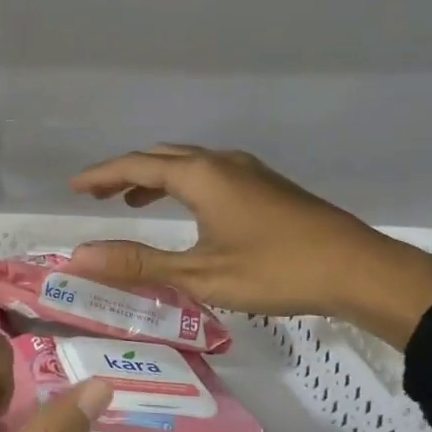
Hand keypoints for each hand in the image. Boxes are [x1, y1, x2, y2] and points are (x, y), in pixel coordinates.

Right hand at [66, 144, 431, 348]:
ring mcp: (248, 171)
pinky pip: (208, 173)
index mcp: (201, 176)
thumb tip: (78, 257)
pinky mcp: (266, 186)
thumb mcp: (199, 274)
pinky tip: (185, 209)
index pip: (136, 166)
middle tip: (95, 194)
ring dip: (153, 177)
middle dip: (124, 172)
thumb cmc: (275, 270)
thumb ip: (137, 264)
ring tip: (129, 201)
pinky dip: (181, 184)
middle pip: (161, 157)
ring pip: (187, 163)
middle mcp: (222, 163)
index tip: (72, 186)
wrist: (359, 270)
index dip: (100, 176)